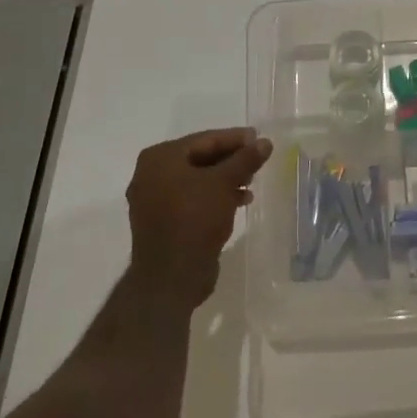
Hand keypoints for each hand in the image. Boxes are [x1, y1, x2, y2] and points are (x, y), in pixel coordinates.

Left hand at [125, 129, 272, 307]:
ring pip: (198, 180)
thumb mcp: (225, 183)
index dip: (235, 138)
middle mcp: (151, 175)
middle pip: (200, 158)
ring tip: (252, 181)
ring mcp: (155, 201)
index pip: (205, 139)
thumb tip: (265, 142)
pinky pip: (193, 200)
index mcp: (160, 158)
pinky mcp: (163, 223)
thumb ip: (245, 159)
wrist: (171, 278)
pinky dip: (215, 197)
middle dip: (231, 160)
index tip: (259, 139)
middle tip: (258, 160)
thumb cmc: (195, 219)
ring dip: (226, 179)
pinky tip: (240, 201)